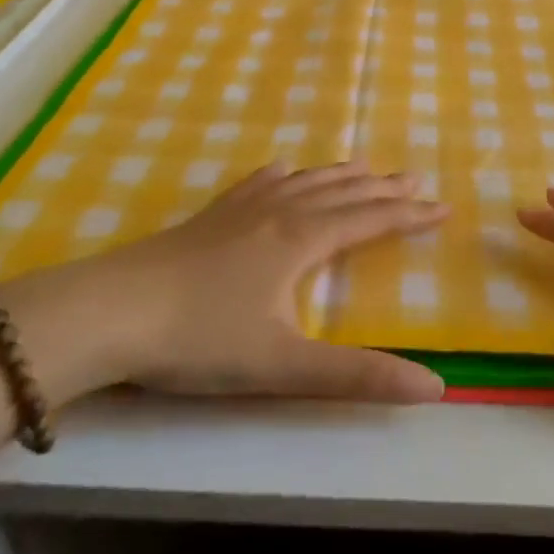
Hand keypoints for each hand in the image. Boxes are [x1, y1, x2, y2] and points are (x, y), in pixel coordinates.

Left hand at [5, 162, 449, 407]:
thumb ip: (358, 376)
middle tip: (415, 179)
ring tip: (365, 166)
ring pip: (304, 182)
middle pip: (343, 192)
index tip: (444, 207)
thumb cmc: (200, 339)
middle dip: (383, 188)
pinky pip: (256, 183)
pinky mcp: (209, 217)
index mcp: (302, 240)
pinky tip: (280, 170)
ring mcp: (241, 209)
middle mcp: (279, 212)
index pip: (370, 220)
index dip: (409, 215)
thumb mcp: (284, 366)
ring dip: (340, 175)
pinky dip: (280, 175)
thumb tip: (434, 386)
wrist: (110, 312)